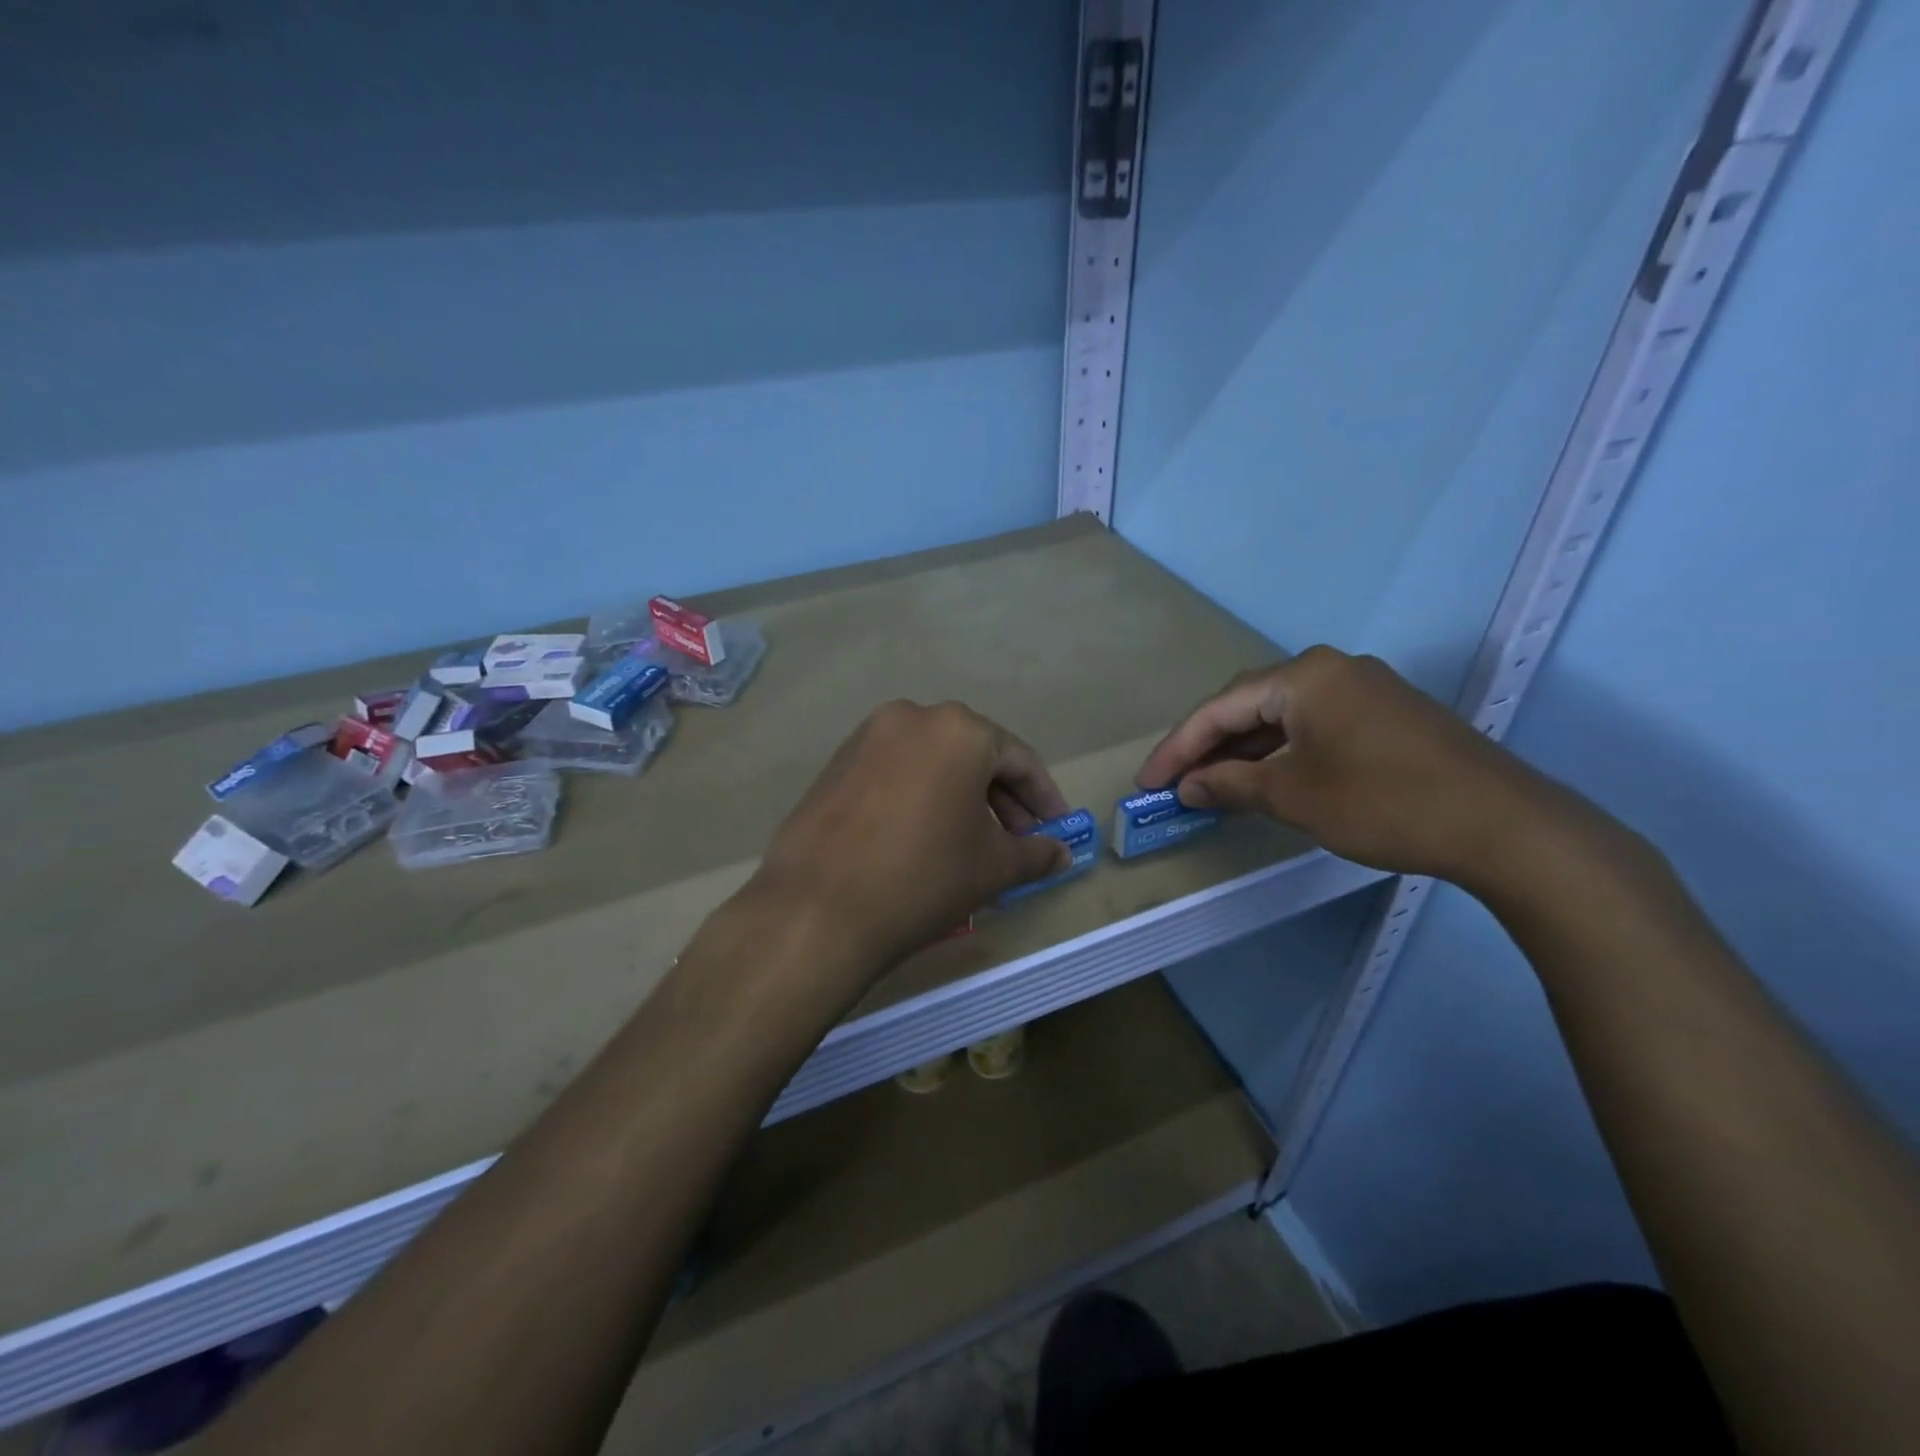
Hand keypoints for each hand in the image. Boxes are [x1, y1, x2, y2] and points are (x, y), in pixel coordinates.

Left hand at [752, 701, 1072, 974]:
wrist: (817, 908)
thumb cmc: (923, 877)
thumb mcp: (993, 867)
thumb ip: (1035, 853)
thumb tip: (1060, 853)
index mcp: (959, 729)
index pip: (1019, 760)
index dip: (1044, 798)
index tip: (1057, 830)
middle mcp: (912, 717)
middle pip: (974, 755)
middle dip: (1001, 799)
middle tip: (1018, 841)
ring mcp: (867, 737)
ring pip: (932, 762)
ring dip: (960, 797)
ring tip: (972, 843)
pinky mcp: (836, 762)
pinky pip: (896, 772)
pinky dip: (920, 796)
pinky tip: (923, 836)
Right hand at [1136, 646, 1558, 888]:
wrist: (1503, 825)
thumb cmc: (1382, 802)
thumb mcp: (1294, 796)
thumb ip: (1231, 785)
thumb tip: (1188, 787)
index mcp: (1304, 676)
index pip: (1220, 708)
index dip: (1177, 748)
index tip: (1148, 784)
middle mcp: (1331, 669)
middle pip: (1248, 704)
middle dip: (1208, 745)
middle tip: (1176, 783)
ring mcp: (1364, 690)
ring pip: (1282, 715)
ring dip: (1244, 750)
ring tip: (1212, 785)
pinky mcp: (1387, 715)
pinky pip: (1314, 725)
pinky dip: (1281, 752)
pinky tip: (1266, 779)